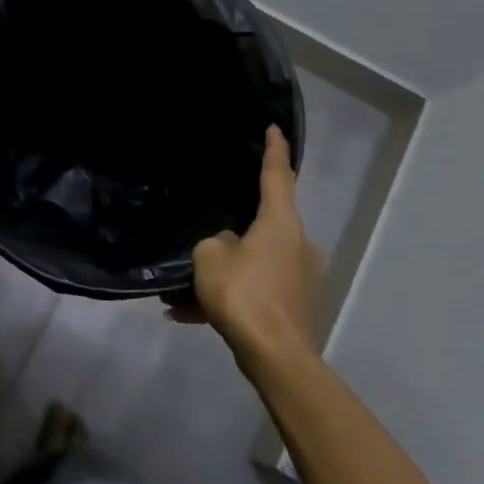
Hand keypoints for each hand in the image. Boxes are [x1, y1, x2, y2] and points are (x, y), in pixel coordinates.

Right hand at [172, 125, 324, 362]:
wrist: (275, 355)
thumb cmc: (243, 292)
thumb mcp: (210, 256)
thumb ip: (216, 242)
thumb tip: (228, 247)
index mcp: (282, 223)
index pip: (278, 175)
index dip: (274, 150)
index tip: (274, 127)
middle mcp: (299, 244)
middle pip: (263, 226)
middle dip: (232, 234)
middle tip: (204, 240)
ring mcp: (301, 278)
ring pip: (255, 264)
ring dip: (224, 274)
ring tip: (183, 294)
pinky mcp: (296, 307)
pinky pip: (256, 292)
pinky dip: (230, 298)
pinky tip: (190, 316)